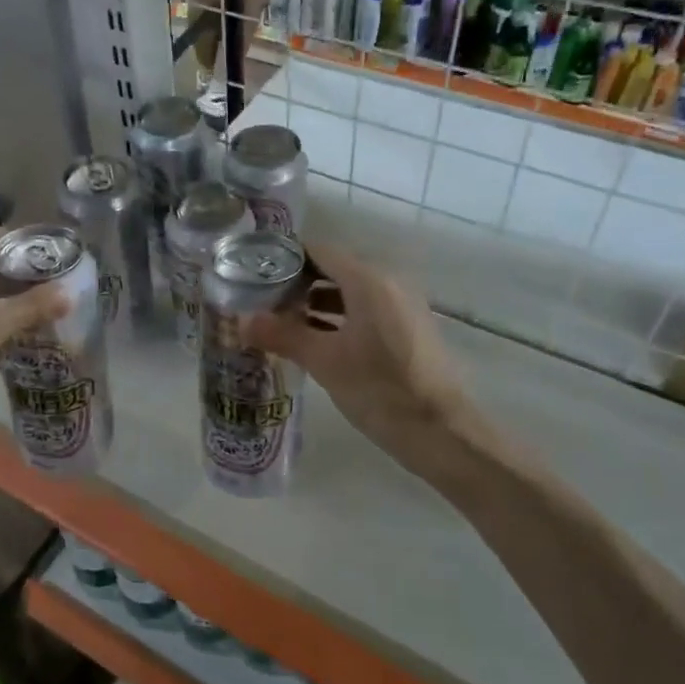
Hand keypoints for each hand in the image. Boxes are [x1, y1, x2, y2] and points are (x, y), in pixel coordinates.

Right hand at [241, 245, 492, 470]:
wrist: (442, 432)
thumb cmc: (380, 390)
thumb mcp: (324, 362)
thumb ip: (283, 335)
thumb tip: (242, 321)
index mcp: (369, 281)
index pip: (319, 250)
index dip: (285, 258)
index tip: (255, 272)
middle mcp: (389, 283)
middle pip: (334, 268)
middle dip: (298, 282)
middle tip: (262, 300)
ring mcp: (402, 305)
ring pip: (351, 291)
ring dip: (317, 301)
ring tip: (282, 322)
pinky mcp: (409, 328)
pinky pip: (367, 309)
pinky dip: (339, 317)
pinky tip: (315, 340)